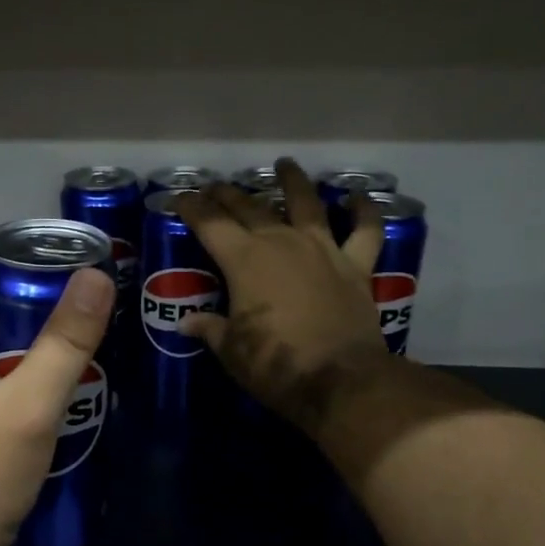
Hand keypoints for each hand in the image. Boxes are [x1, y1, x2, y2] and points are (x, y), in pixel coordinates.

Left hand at [0, 252, 114, 545]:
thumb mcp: (31, 403)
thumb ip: (65, 340)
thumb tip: (97, 277)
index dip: (23, 258)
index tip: (72, 263)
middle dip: (38, 295)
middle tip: (90, 300)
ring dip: (35, 333)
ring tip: (85, 333)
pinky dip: (26, 363)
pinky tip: (62, 376)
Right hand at [176, 158, 390, 434]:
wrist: (340, 380)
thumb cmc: (274, 364)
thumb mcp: (231, 351)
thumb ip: (210, 329)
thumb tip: (187, 322)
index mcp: (244, 260)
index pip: (210, 223)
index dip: (192, 208)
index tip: (179, 198)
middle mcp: (281, 242)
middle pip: (251, 207)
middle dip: (229, 195)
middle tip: (217, 187)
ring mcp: (322, 250)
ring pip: (307, 204)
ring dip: (294, 182)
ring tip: (285, 165)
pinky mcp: (355, 266)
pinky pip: (364, 231)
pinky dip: (365, 212)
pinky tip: (359, 198)